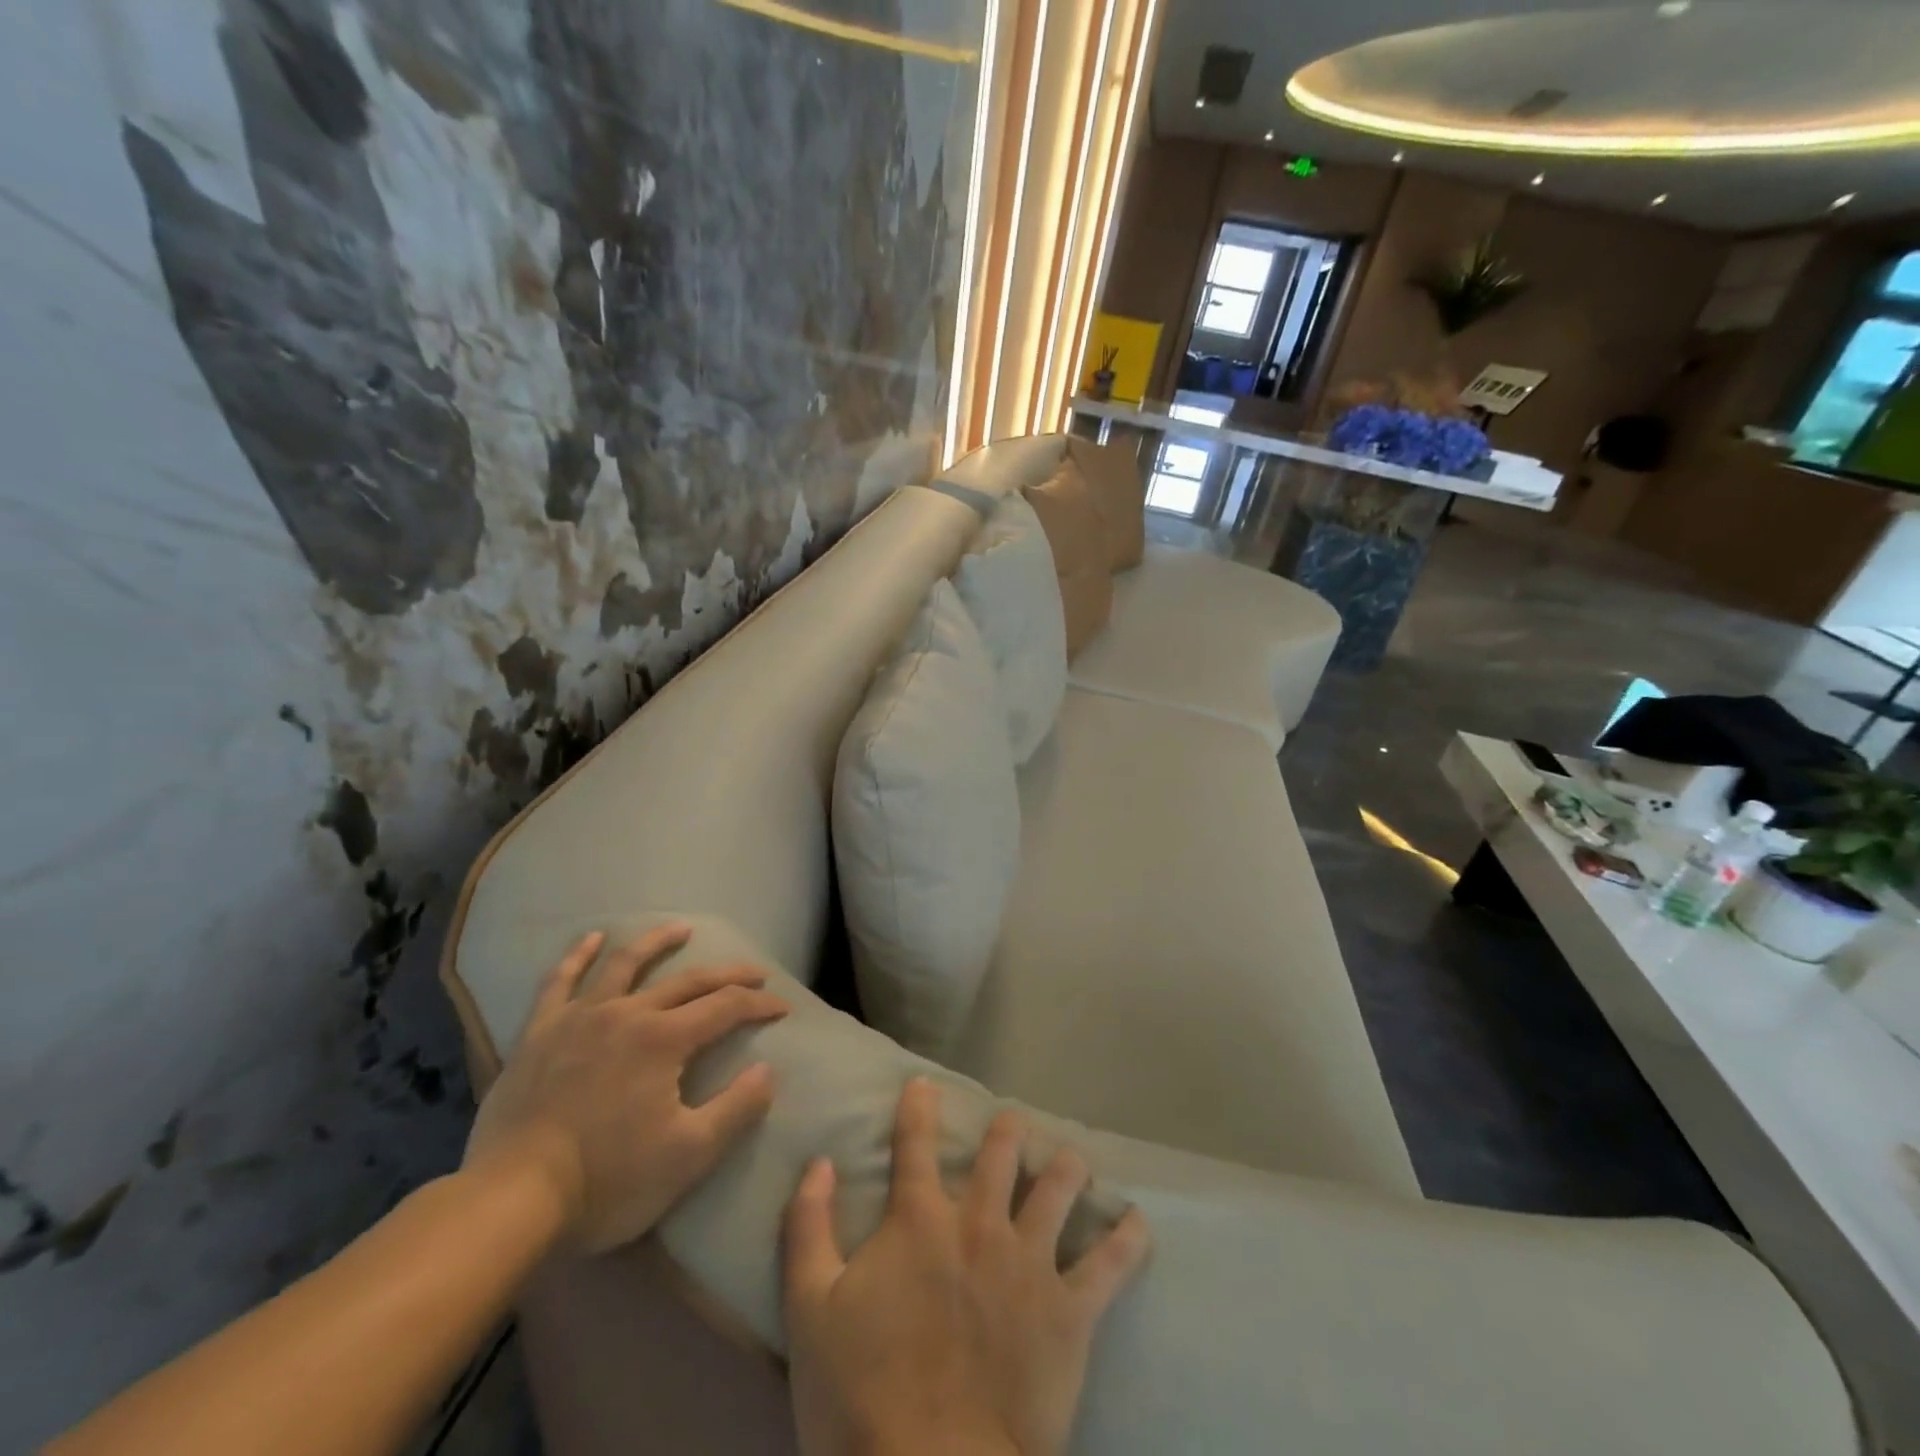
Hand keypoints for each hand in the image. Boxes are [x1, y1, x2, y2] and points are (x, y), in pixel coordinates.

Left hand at [466, 924, 788, 1254]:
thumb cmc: (607, 1182)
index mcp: (665, 1040)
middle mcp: (628, 1014)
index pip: (726, 1007)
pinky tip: (592, 938)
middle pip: (687, 981)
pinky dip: (577, 955)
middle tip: (756, 972)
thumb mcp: (688, 1156)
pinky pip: (559, 982)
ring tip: (681, 929)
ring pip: (625, 964)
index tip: (783, 1007)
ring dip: (658, 943)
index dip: (759, 1004)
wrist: (511, 1202)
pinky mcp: (540, 1033)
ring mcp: (579, 1018)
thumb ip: (736, 1109)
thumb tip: (769, 1071)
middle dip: (728, 974)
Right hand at [783, 1080, 1150, 1455]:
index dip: (918, 1108)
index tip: (924, 1084)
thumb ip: (808, 1227)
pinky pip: (1110, 1266)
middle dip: (1008, 1130)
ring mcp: (1029, 1262)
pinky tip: (1138, 1222)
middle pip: (1001, 1154)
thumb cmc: (862, 1395)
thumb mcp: (809, 1310)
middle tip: (1013, 1122)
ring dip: (1067, 1167)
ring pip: (1059, 1189)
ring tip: (1072, 1159)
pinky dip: (1127, 1240)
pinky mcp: (1069, 1311)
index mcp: (920, 1221)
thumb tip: (819, 1162)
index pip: (915, 1145)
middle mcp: (980, 1224)